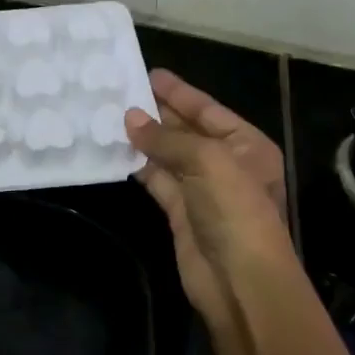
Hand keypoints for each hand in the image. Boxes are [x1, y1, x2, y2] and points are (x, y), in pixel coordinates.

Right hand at [125, 69, 300, 328]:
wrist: (240, 281)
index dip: (179, 92)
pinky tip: (114, 150)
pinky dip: (138, 165)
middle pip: (187, 130)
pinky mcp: (180, 211)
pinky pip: (157, 179)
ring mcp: (202, 189)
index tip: (148, 74)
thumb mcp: (207, 161)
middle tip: (120, 91)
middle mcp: (226, 163)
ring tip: (109, 115)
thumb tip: (129, 118)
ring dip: (143, 138)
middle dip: (157, 112)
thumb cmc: (235, 210)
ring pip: (168, 155)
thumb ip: (166, 138)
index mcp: (246, 145)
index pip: (207, 110)